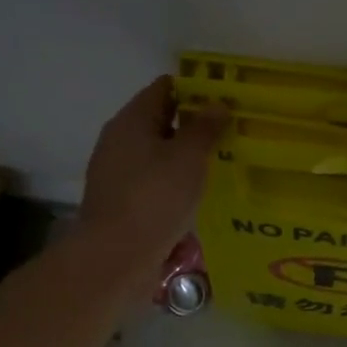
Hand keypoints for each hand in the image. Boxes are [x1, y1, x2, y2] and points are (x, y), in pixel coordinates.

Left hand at [78, 78, 225, 277]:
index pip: (164, 88)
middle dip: (193, 123)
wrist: (115, 258)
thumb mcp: (188, 158)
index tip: (225, 97)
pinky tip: (198, 192)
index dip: (195, 89)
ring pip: (158, 153)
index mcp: (132, 120)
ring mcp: (118, 172)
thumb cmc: (154, 198)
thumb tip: (217, 102)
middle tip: (231, 130)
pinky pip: (154, 180)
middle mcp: (120, 140)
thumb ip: (204, 128)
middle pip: (160, 120)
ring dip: (185, 155)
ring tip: (222, 160)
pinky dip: (175, 180)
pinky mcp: (122, 201)